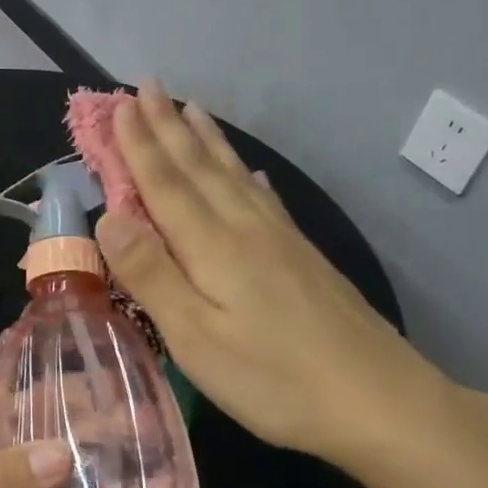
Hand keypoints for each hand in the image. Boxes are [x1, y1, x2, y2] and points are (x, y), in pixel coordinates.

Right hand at [96, 80, 454, 470]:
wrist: (378, 400)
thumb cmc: (273, 378)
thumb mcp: (195, 337)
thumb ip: (151, 274)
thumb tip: (109, 215)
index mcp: (213, 246)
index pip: (165, 183)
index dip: (140, 144)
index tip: (121, 104)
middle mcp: (246, 229)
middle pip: (200, 169)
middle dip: (169, 128)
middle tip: (149, 86)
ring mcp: (281, 241)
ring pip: (235, 176)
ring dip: (208, 141)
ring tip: (192, 109)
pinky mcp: (303, 259)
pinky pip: (267, 199)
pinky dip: (249, 177)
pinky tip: (251, 173)